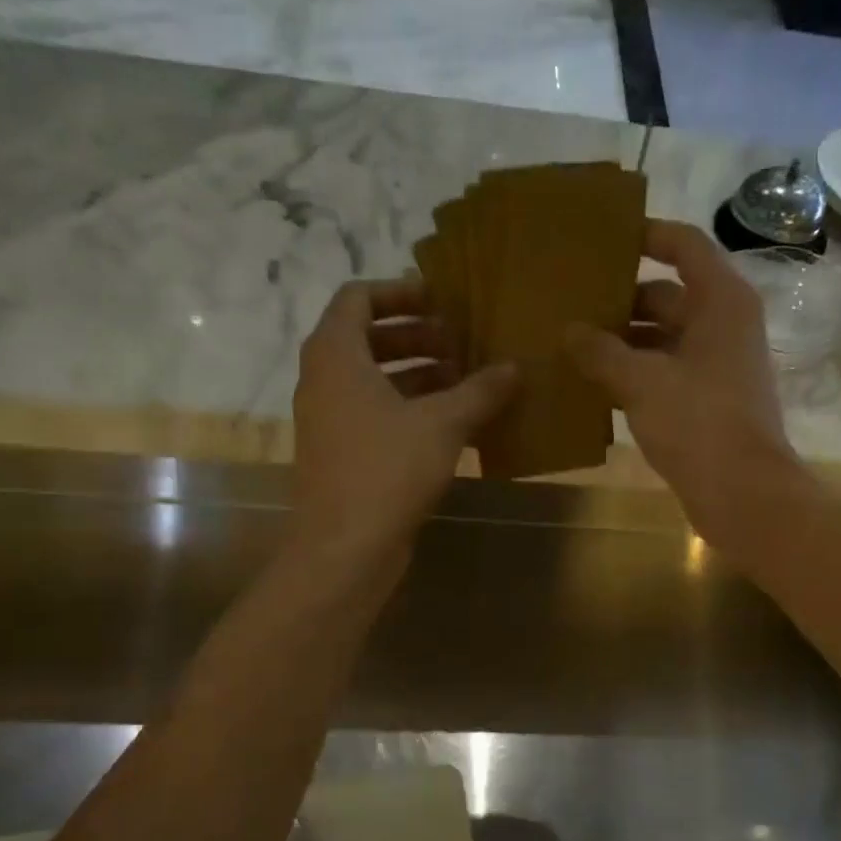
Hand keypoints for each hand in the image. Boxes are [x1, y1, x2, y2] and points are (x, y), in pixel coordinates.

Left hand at [291, 278, 515, 568]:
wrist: (345, 547)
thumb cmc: (387, 470)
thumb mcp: (442, 424)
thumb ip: (480, 390)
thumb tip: (515, 368)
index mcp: (336, 355)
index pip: (359, 297)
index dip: (401, 293)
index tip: (442, 301)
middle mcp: (325, 381)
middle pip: (369, 339)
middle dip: (418, 338)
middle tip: (463, 343)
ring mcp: (331, 421)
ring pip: (375, 382)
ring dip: (420, 377)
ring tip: (467, 382)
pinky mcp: (343, 455)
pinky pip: (378, 417)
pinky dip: (412, 412)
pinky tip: (456, 427)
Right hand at [566, 220, 798, 547]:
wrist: (742, 493)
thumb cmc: (698, 423)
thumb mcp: (642, 382)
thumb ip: (601, 352)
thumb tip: (568, 331)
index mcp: (720, 302)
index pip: (684, 246)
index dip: (647, 236)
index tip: (603, 240)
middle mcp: (723, 325)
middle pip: (667, 296)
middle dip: (620, 301)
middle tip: (569, 303)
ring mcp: (716, 366)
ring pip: (662, 340)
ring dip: (622, 343)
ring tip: (570, 345)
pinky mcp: (706, 402)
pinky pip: (664, 374)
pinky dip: (634, 375)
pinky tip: (593, 386)